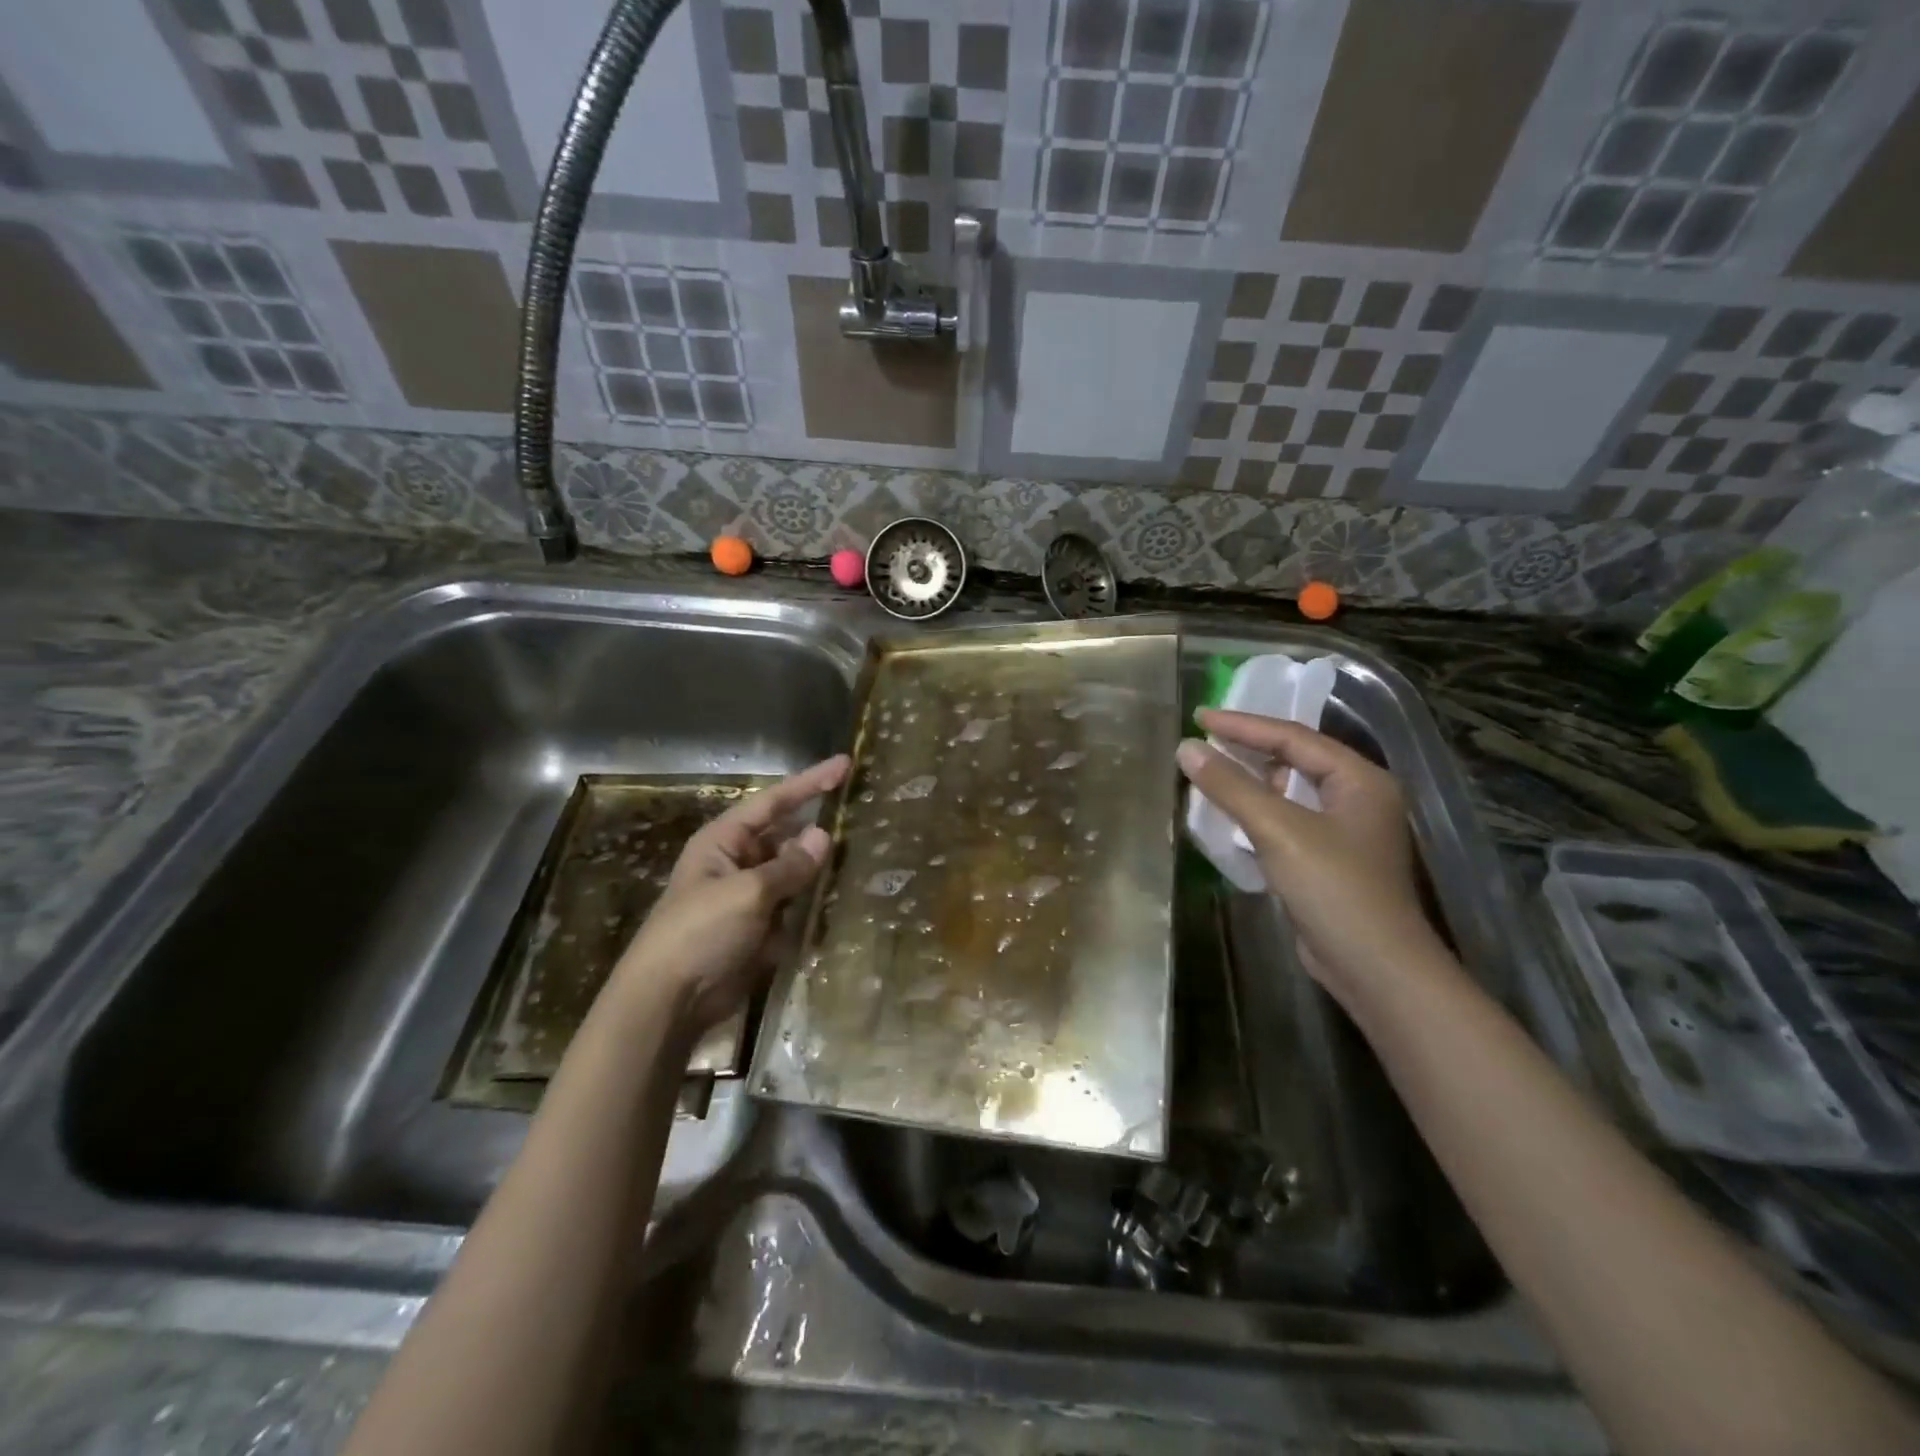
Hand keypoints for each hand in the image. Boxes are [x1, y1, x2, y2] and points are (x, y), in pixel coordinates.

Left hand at [610, 755, 849, 1032]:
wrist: (670, 1001)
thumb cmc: (700, 933)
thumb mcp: (747, 893)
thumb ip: (789, 865)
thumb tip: (823, 836)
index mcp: (723, 841)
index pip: (773, 801)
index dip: (809, 782)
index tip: (844, 764)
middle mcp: (737, 862)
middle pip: (785, 834)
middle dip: (817, 825)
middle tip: (859, 810)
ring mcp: (749, 897)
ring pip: (793, 871)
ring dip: (820, 866)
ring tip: (863, 851)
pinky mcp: (759, 928)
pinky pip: (794, 904)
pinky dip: (815, 901)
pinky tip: (844, 896)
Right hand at [1176, 710, 1437, 1001]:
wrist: (1374, 968)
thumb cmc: (1334, 888)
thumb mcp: (1278, 830)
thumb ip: (1231, 786)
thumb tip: (1186, 749)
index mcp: (1358, 779)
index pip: (1293, 737)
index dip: (1243, 725)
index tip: (1199, 716)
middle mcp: (1356, 797)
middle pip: (1293, 759)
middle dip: (1247, 749)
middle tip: (1202, 739)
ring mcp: (1343, 831)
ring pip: (1288, 791)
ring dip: (1249, 782)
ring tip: (1208, 771)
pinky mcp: (1327, 860)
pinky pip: (1285, 821)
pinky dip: (1256, 813)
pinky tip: (1227, 814)